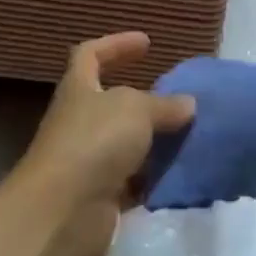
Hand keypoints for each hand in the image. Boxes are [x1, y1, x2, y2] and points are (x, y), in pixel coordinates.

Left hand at [14, 32, 195, 255]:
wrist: (63, 213)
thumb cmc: (94, 142)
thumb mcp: (136, 110)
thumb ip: (164, 104)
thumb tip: (188, 103)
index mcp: (79, 89)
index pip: (91, 54)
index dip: (116, 44)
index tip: (146, 43)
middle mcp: (80, 121)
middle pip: (114, 102)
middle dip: (147, 101)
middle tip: (181, 99)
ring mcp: (88, 160)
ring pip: (128, 144)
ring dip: (156, 141)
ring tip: (192, 136)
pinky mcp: (101, 197)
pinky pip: (134, 181)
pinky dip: (155, 178)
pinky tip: (183, 173)